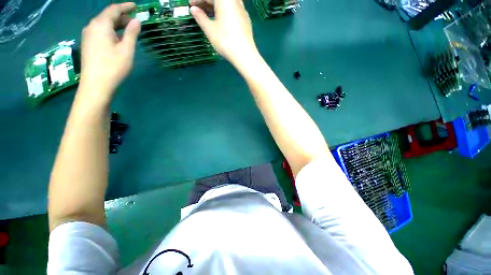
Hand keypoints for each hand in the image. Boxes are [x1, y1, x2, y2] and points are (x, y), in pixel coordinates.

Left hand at [79, 3, 140, 102]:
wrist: (96, 84)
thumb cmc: (113, 66)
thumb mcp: (126, 49)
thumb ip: (131, 33)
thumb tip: (136, 20)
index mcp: (101, 25)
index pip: (113, 10)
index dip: (125, 6)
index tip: (135, 6)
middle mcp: (92, 26)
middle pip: (107, 16)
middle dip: (121, 16)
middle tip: (134, 20)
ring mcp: (88, 36)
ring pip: (103, 24)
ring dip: (116, 24)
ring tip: (128, 28)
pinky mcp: (88, 44)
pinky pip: (100, 32)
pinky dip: (110, 31)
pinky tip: (117, 37)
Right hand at [190, 0, 257, 64]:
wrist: (244, 55)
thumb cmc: (225, 40)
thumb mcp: (210, 29)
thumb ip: (200, 17)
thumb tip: (193, 9)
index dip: (198, 0)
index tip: (190, 5)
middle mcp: (235, 1)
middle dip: (206, 2)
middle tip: (197, 10)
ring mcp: (242, 11)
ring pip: (226, 4)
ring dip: (215, 7)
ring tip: (207, 16)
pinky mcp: (246, 21)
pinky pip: (233, 11)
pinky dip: (224, 13)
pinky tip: (220, 21)